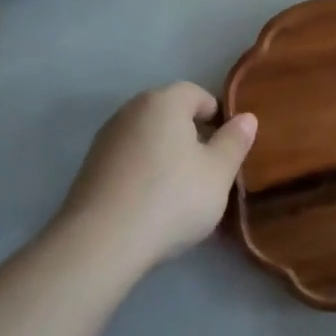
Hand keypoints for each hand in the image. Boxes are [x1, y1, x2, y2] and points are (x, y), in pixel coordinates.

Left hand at [59, 83, 257, 263]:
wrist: (100, 242)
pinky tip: (150, 202)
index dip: (216, 115)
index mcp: (164, 102)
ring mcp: (105, 139)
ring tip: (180, 189)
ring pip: (146, 136)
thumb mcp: (218, 173)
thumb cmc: (171, 198)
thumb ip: (234, 142)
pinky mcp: (89, 168)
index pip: (196, 93)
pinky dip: (142, 170)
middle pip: (168, 112)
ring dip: (165, 153)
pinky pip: (127, 159)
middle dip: (190, 133)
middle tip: (207, 168)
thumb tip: (246, 118)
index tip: (226, 145)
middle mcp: (131, 110)